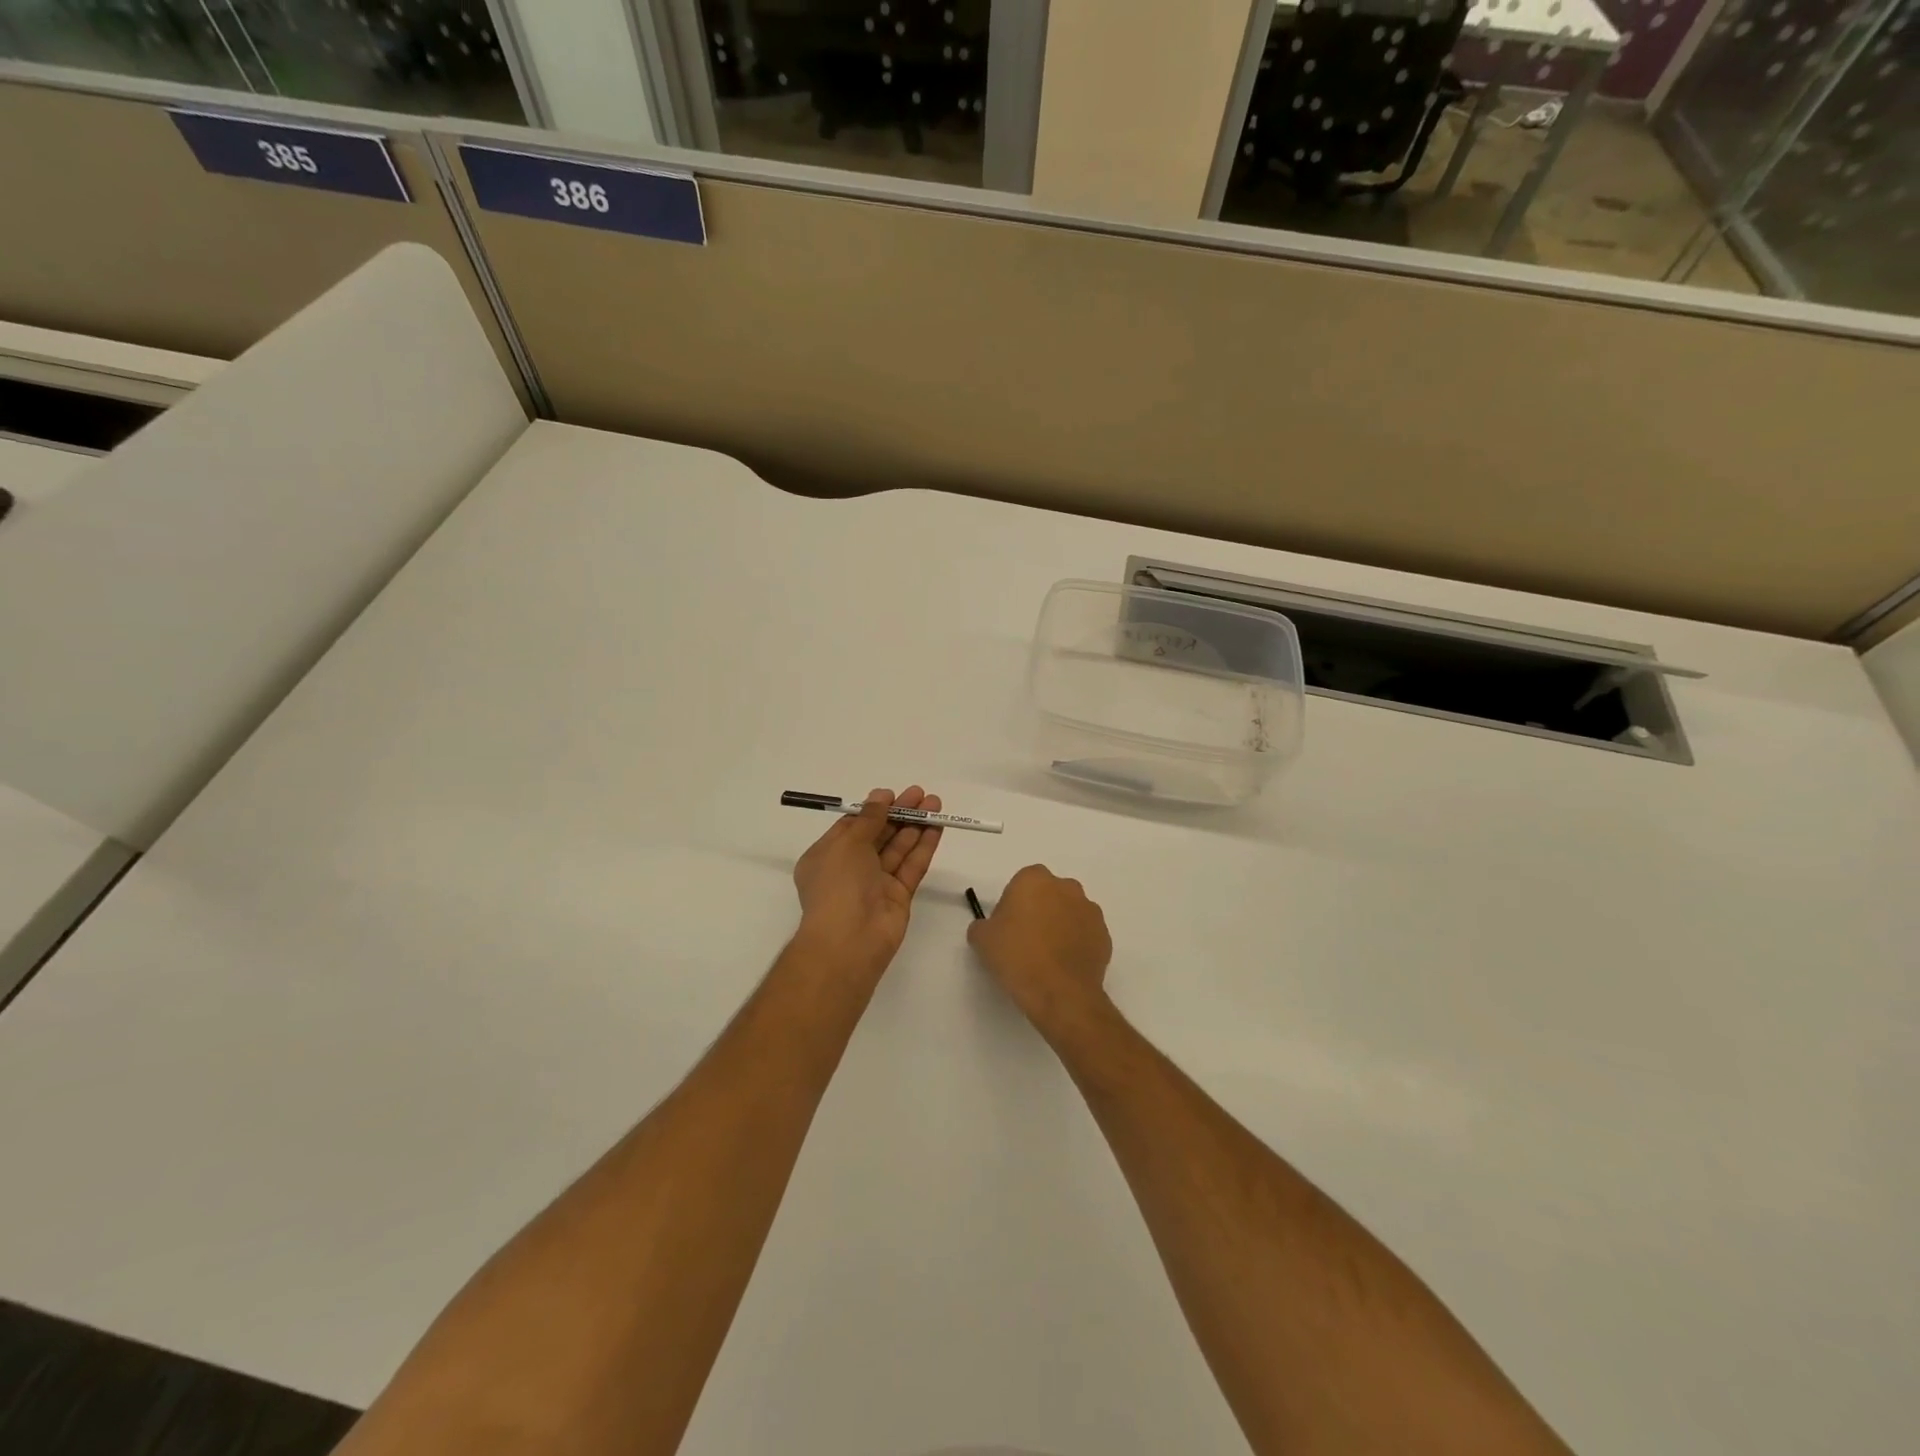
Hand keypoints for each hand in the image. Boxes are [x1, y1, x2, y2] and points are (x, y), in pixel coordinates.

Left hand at [792, 787, 944, 979]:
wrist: (849, 940)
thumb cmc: (838, 885)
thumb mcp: (847, 843)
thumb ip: (868, 818)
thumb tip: (881, 796)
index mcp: (827, 856)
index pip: (852, 827)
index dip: (873, 810)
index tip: (892, 795)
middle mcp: (850, 869)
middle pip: (878, 835)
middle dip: (899, 814)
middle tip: (922, 795)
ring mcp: (876, 884)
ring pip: (898, 849)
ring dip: (916, 826)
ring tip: (936, 804)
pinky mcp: (898, 897)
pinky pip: (911, 867)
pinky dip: (923, 847)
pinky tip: (936, 828)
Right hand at [968, 864, 1112, 1031]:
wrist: (1060, 993)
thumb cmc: (1017, 957)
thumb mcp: (982, 939)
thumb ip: (983, 925)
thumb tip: (989, 928)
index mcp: (1035, 880)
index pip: (1021, 884)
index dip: (1013, 904)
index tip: (1007, 928)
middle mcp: (1067, 887)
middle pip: (1048, 894)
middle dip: (1039, 910)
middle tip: (1026, 941)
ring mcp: (1090, 911)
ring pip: (1069, 913)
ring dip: (1060, 926)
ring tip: (1047, 957)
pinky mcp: (1105, 935)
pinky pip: (1085, 934)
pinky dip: (1076, 944)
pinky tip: (1063, 967)